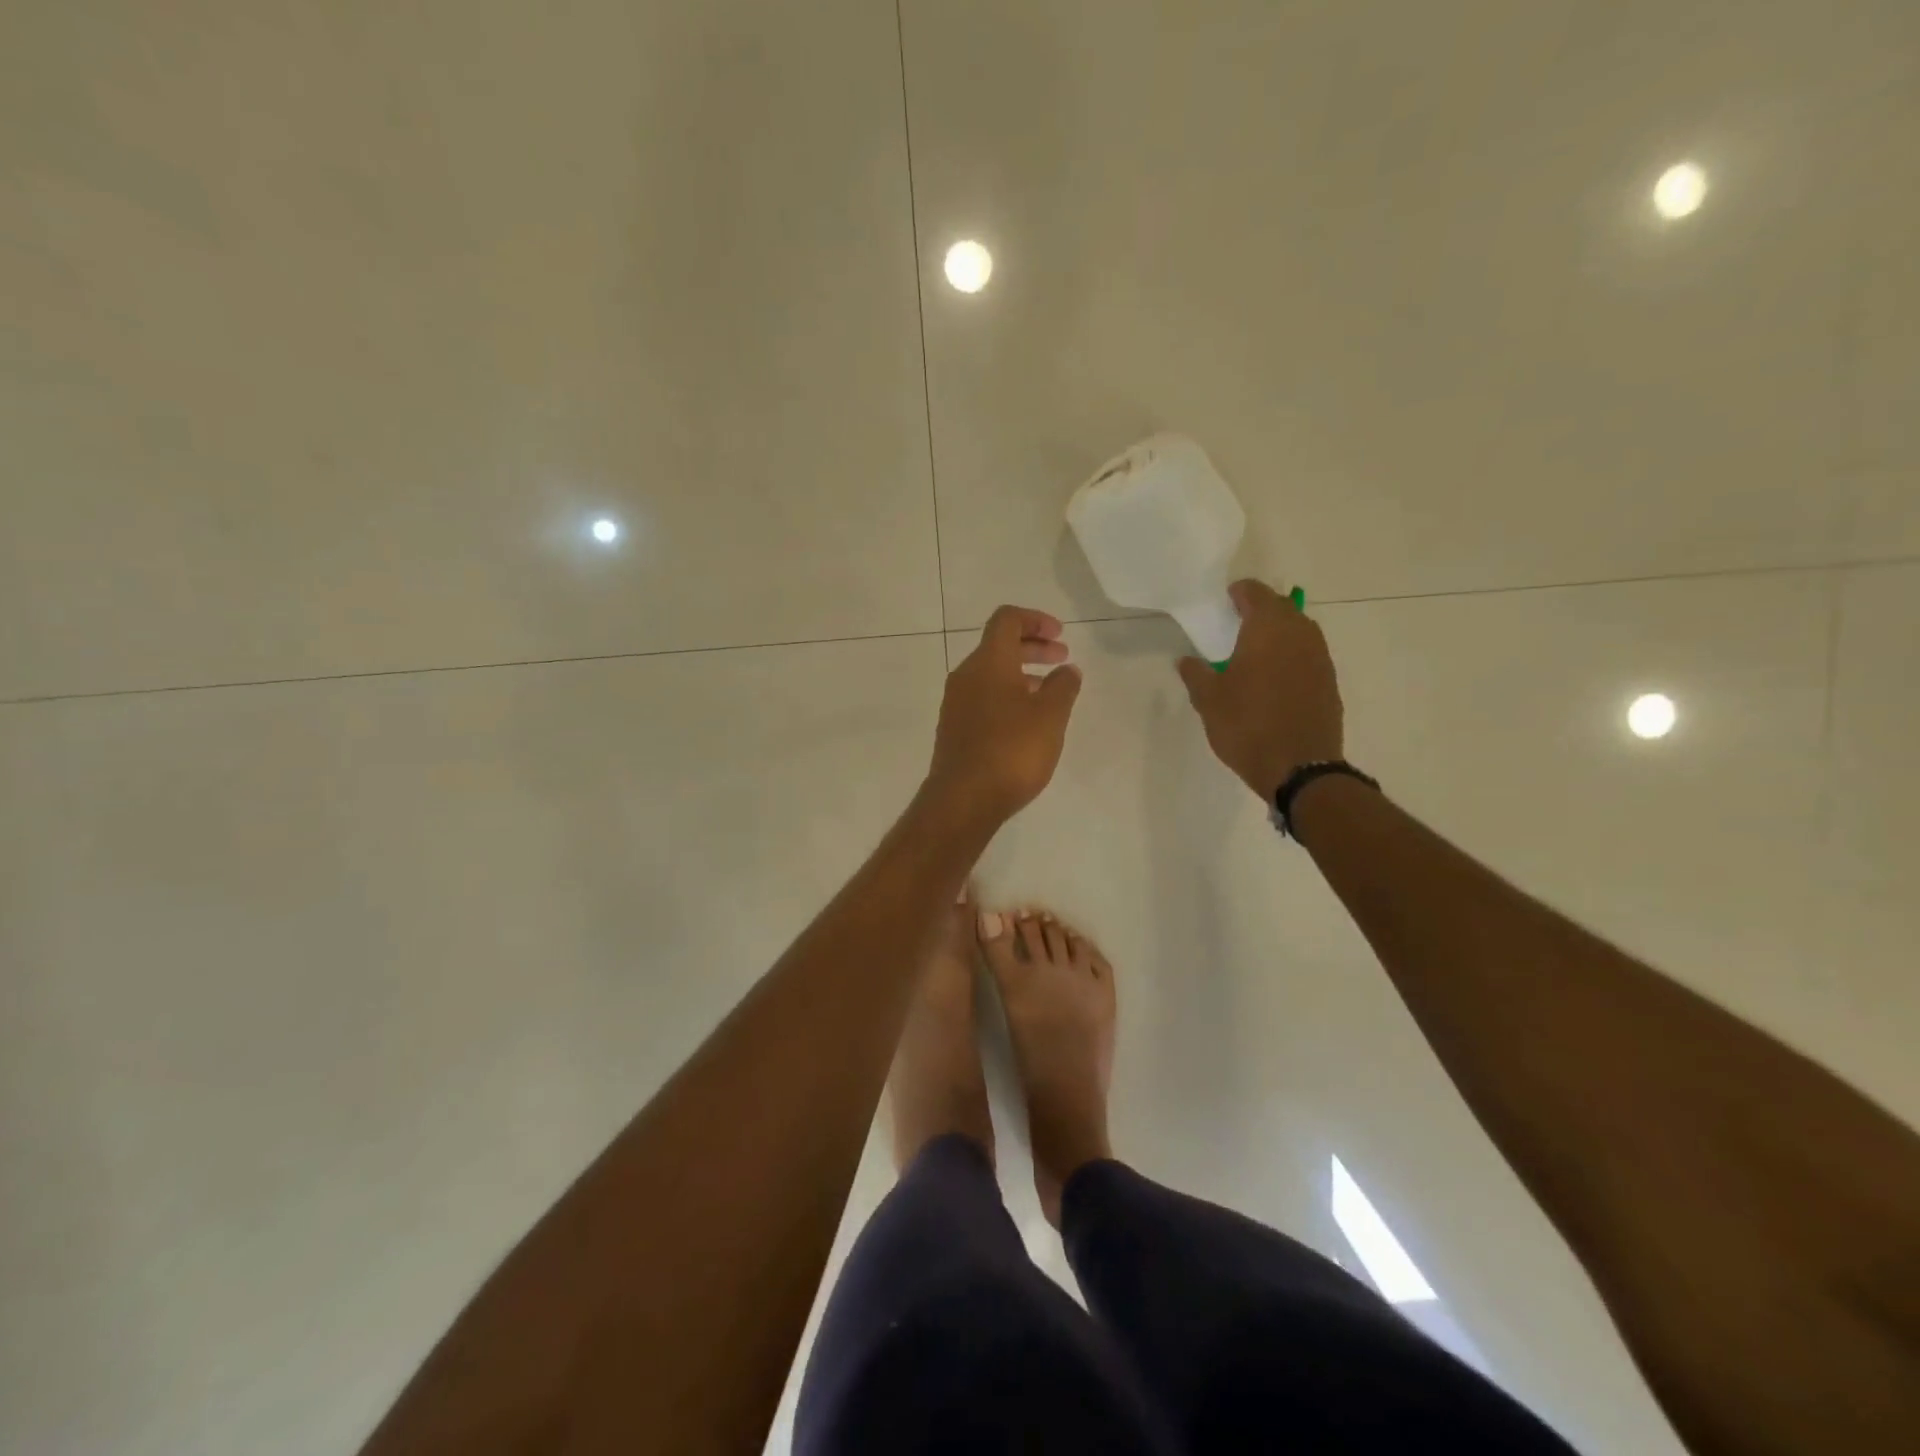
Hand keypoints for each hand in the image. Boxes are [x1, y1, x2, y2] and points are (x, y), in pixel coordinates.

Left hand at [928, 606, 1082, 823]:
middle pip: (999, 646)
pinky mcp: (954, 729)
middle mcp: (965, 676)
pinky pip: (983, 698)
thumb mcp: (1051, 716)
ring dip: (1022, 674)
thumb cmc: (1012, 751)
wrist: (963, 799)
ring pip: (991, 674)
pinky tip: (1026, 722)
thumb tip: (1067, 669)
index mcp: (988, 662)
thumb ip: (1063, 687)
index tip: (1061, 636)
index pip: (1007, 620)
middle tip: (1062, 659)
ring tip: (1050, 693)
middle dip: (1033, 647)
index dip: (1036, 619)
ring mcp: (955, 703)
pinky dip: (1007, 696)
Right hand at [1177, 579, 1343, 798]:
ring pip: (1298, 631)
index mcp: (1268, 629)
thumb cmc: (1247, 726)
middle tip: (1235, 625)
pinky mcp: (1330, 681)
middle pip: (1281, 608)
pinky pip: (1308, 655)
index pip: (1255, 593)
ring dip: (1278, 633)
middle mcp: (1300, 634)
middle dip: (1259, 611)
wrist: (1300, 768)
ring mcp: (1320, 658)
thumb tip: (1186, 660)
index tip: (1224, 602)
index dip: (1238, 593)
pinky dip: (1291, 656)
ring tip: (1254, 652)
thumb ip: (1196, 674)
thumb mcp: (1209, 701)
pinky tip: (1274, 678)